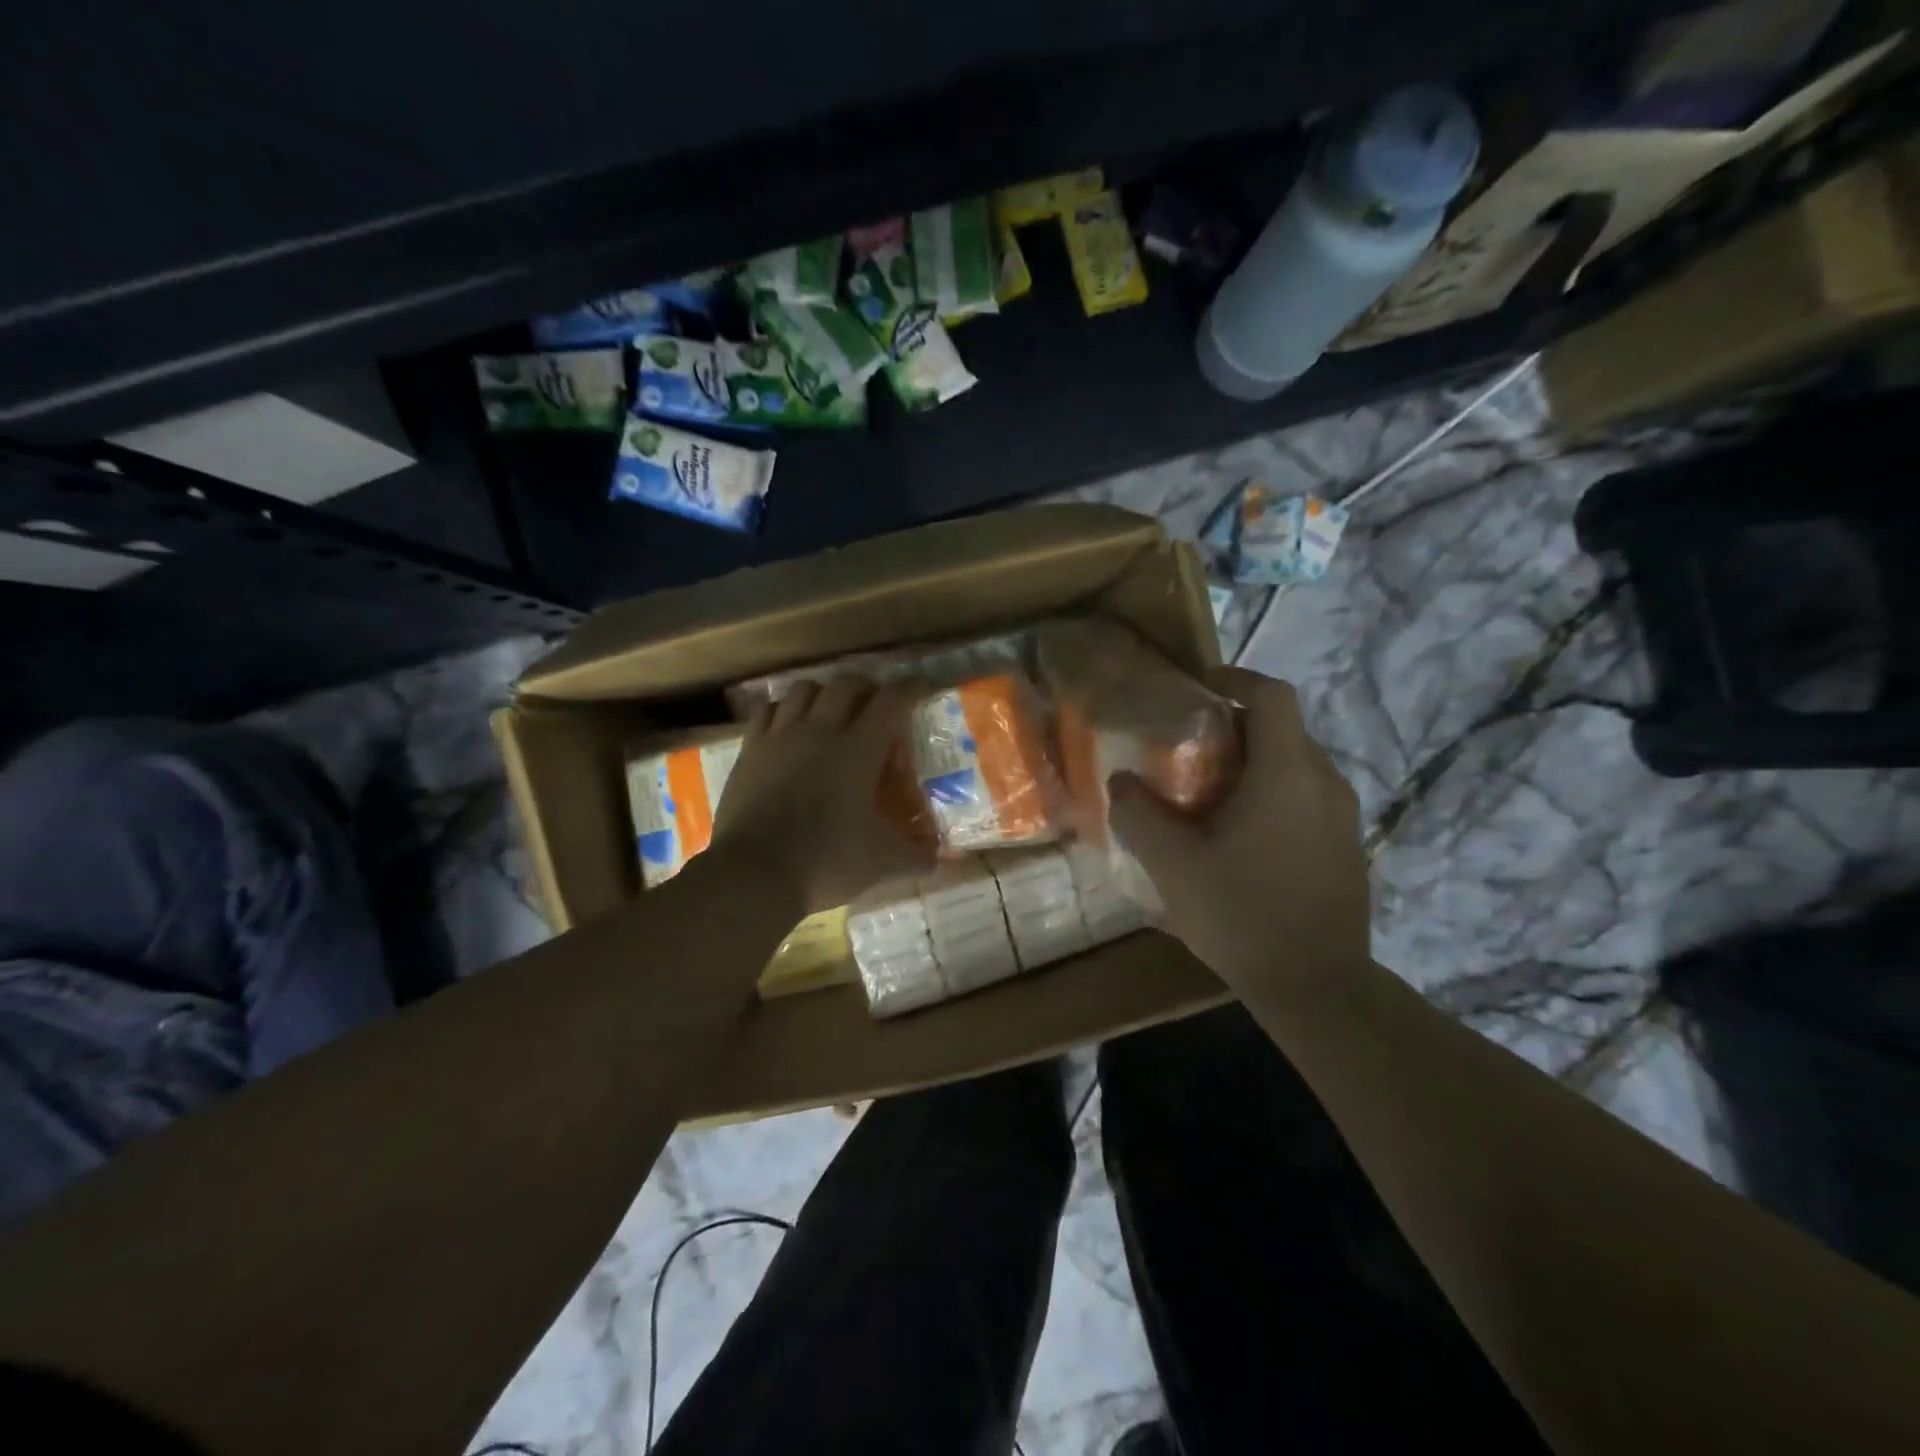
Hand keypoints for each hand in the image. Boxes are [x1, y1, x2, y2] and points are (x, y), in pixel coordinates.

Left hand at [711, 677, 934, 914]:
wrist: (754, 875)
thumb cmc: (826, 862)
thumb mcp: (883, 864)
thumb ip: (917, 857)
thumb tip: (938, 858)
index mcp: (859, 750)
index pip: (891, 701)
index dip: (909, 688)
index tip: (920, 687)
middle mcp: (820, 731)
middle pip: (846, 684)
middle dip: (867, 687)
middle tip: (875, 705)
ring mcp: (780, 737)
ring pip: (804, 688)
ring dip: (824, 693)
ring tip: (831, 711)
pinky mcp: (750, 750)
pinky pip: (768, 711)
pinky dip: (785, 710)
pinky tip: (789, 726)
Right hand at [1108, 666, 1368, 994]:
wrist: (1317, 987)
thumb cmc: (1242, 913)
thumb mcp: (1171, 863)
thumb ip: (1138, 813)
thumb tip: (1122, 780)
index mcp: (1287, 772)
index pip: (1272, 695)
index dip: (1235, 678)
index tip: (1199, 686)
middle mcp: (1325, 782)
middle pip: (1283, 729)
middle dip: (1236, 727)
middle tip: (1189, 748)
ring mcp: (1343, 818)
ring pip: (1296, 766)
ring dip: (1254, 764)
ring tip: (1210, 793)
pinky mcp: (1347, 848)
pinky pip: (1307, 798)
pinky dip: (1273, 795)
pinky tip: (1241, 836)